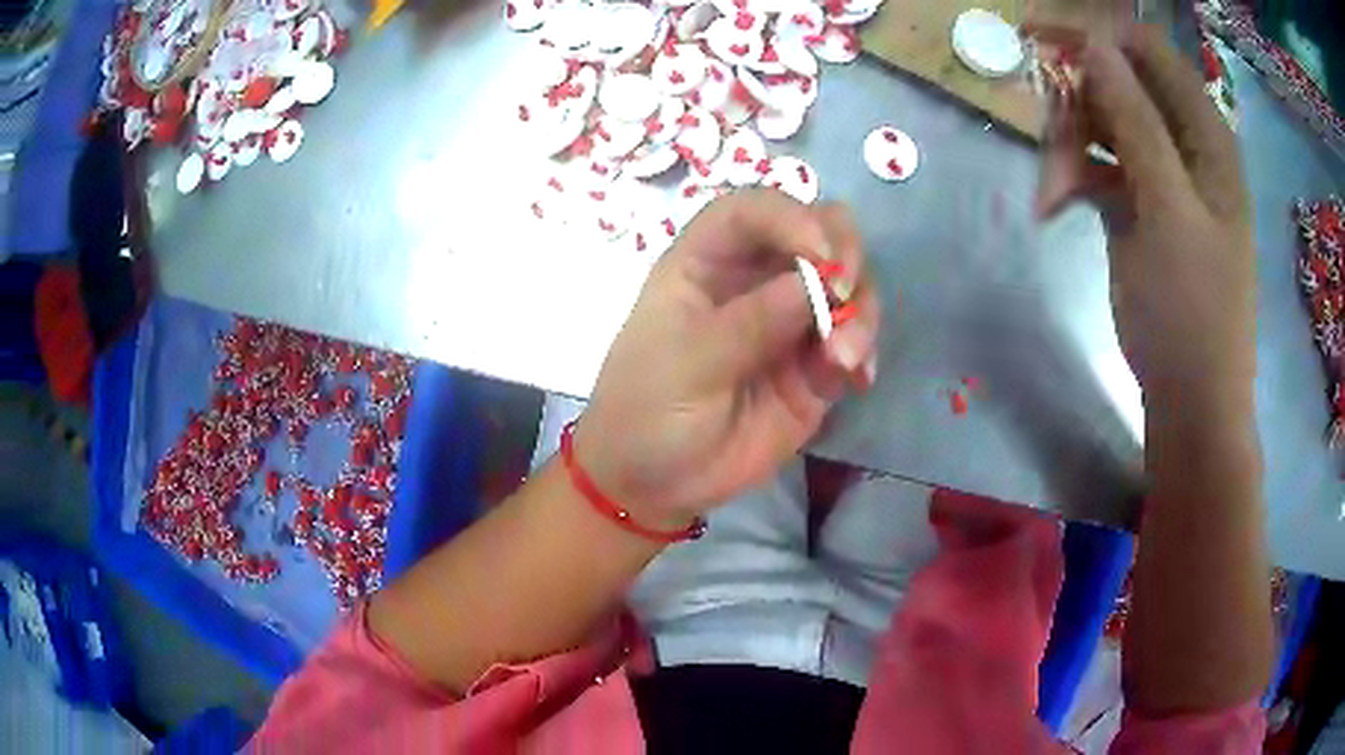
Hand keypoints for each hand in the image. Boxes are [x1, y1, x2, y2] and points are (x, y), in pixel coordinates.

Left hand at [573, 190, 879, 526]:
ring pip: (847, 287)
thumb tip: (818, 284)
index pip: (753, 211)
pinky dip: (864, 351)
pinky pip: (854, 341)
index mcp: (706, 263)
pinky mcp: (814, 367)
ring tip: (844, 361)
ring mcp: (789, 322)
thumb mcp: (689, 362)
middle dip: (844, 256)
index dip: (791, 217)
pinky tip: (860, 378)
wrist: (654, 483)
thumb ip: (752, 322)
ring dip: (860, 312)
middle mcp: (754, 280)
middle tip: (846, 297)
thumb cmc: (648, 410)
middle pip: (817, 233)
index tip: (822, 256)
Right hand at [1037, 27, 1254, 404]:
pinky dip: (1073, 177)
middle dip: (1077, 105)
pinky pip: (1098, 164)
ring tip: (1051, 195)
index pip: (1147, 50)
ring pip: (1102, 122)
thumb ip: (1136, 122)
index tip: (1038, 40)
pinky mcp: (1139, 203)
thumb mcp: (1168, 211)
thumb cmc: (1193, 313)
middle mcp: (1185, 143)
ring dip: (1069, 147)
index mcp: (1206, 135)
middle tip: (1052, 148)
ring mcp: (1161, 174)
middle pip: (1118, 83)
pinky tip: (1053, 206)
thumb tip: (1093, 45)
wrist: (1191, 401)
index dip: (1096, 36)